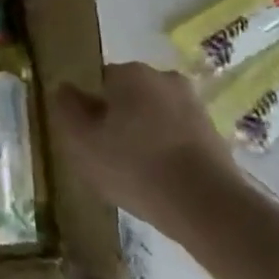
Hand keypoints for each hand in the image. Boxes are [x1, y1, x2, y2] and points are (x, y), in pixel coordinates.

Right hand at [53, 62, 245, 246]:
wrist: (208, 206)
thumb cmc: (135, 166)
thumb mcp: (83, 142)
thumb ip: (66, 109)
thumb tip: (63, 89)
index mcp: (131, 73)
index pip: (99, 82)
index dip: (90, 110)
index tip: (89, 139)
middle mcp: (164, 78)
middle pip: (129, 97)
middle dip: (119, 120)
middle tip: (109, 156)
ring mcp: (194, 105)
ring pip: (155, 116)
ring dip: (145, 136)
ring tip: (136, 174)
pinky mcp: (215, 133)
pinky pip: (177, 136)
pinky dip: (168, 151)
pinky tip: (162, 181)